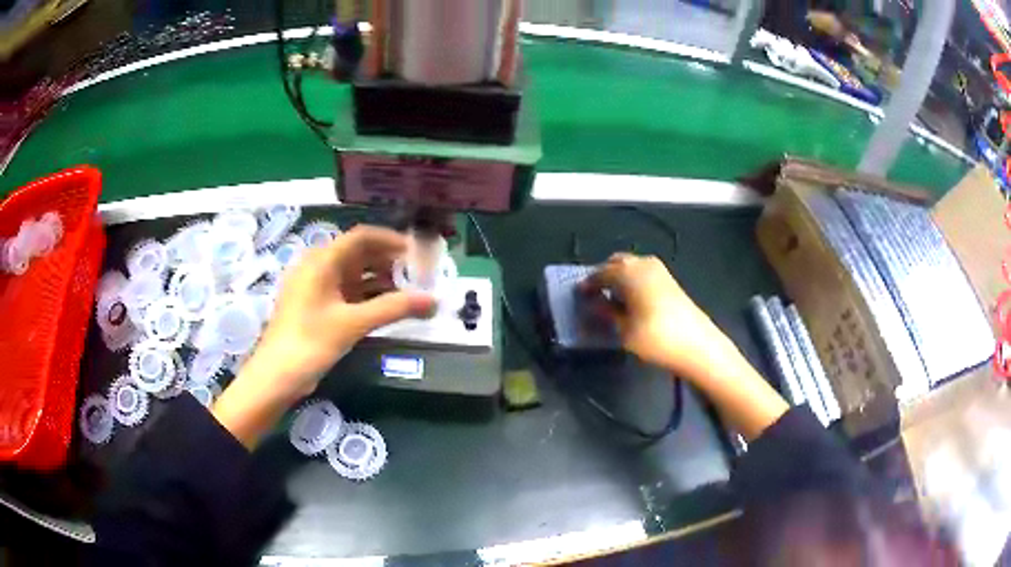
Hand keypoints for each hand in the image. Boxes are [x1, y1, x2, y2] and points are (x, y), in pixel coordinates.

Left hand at [212, 225, 434, 447]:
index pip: (361, 237)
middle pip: (357, 253)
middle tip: (418, 273)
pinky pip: (345, 291)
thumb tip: (434, 301)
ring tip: (408, 290)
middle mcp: (317, 266)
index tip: (418, 252)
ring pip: (352, 274)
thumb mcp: (353, 323)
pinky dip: (366, 295)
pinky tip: (385, 306)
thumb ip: (394, 308)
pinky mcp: (315, 306)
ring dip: (379, 279)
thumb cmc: (310, 342)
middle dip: (388, 261)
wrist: (276, 376)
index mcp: (321, 260)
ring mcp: (315, 287)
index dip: (391, 240)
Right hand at [581, 253, 728, 375]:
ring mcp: (659, 270)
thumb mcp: (624, 330)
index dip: (588, 284)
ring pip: (631, 266)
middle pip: (616, 263)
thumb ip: (606, 313)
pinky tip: (631, 300)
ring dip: (618, 277)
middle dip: (603, 275)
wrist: (697, 345)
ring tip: (611, 299)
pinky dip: (632, 281)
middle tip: (594, 295)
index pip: (600, 273)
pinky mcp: (670, 281)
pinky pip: (642, 273)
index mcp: (628, 272)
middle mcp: (643, 264)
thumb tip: (594, 304)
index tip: (579, 295)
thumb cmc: (656, 338)